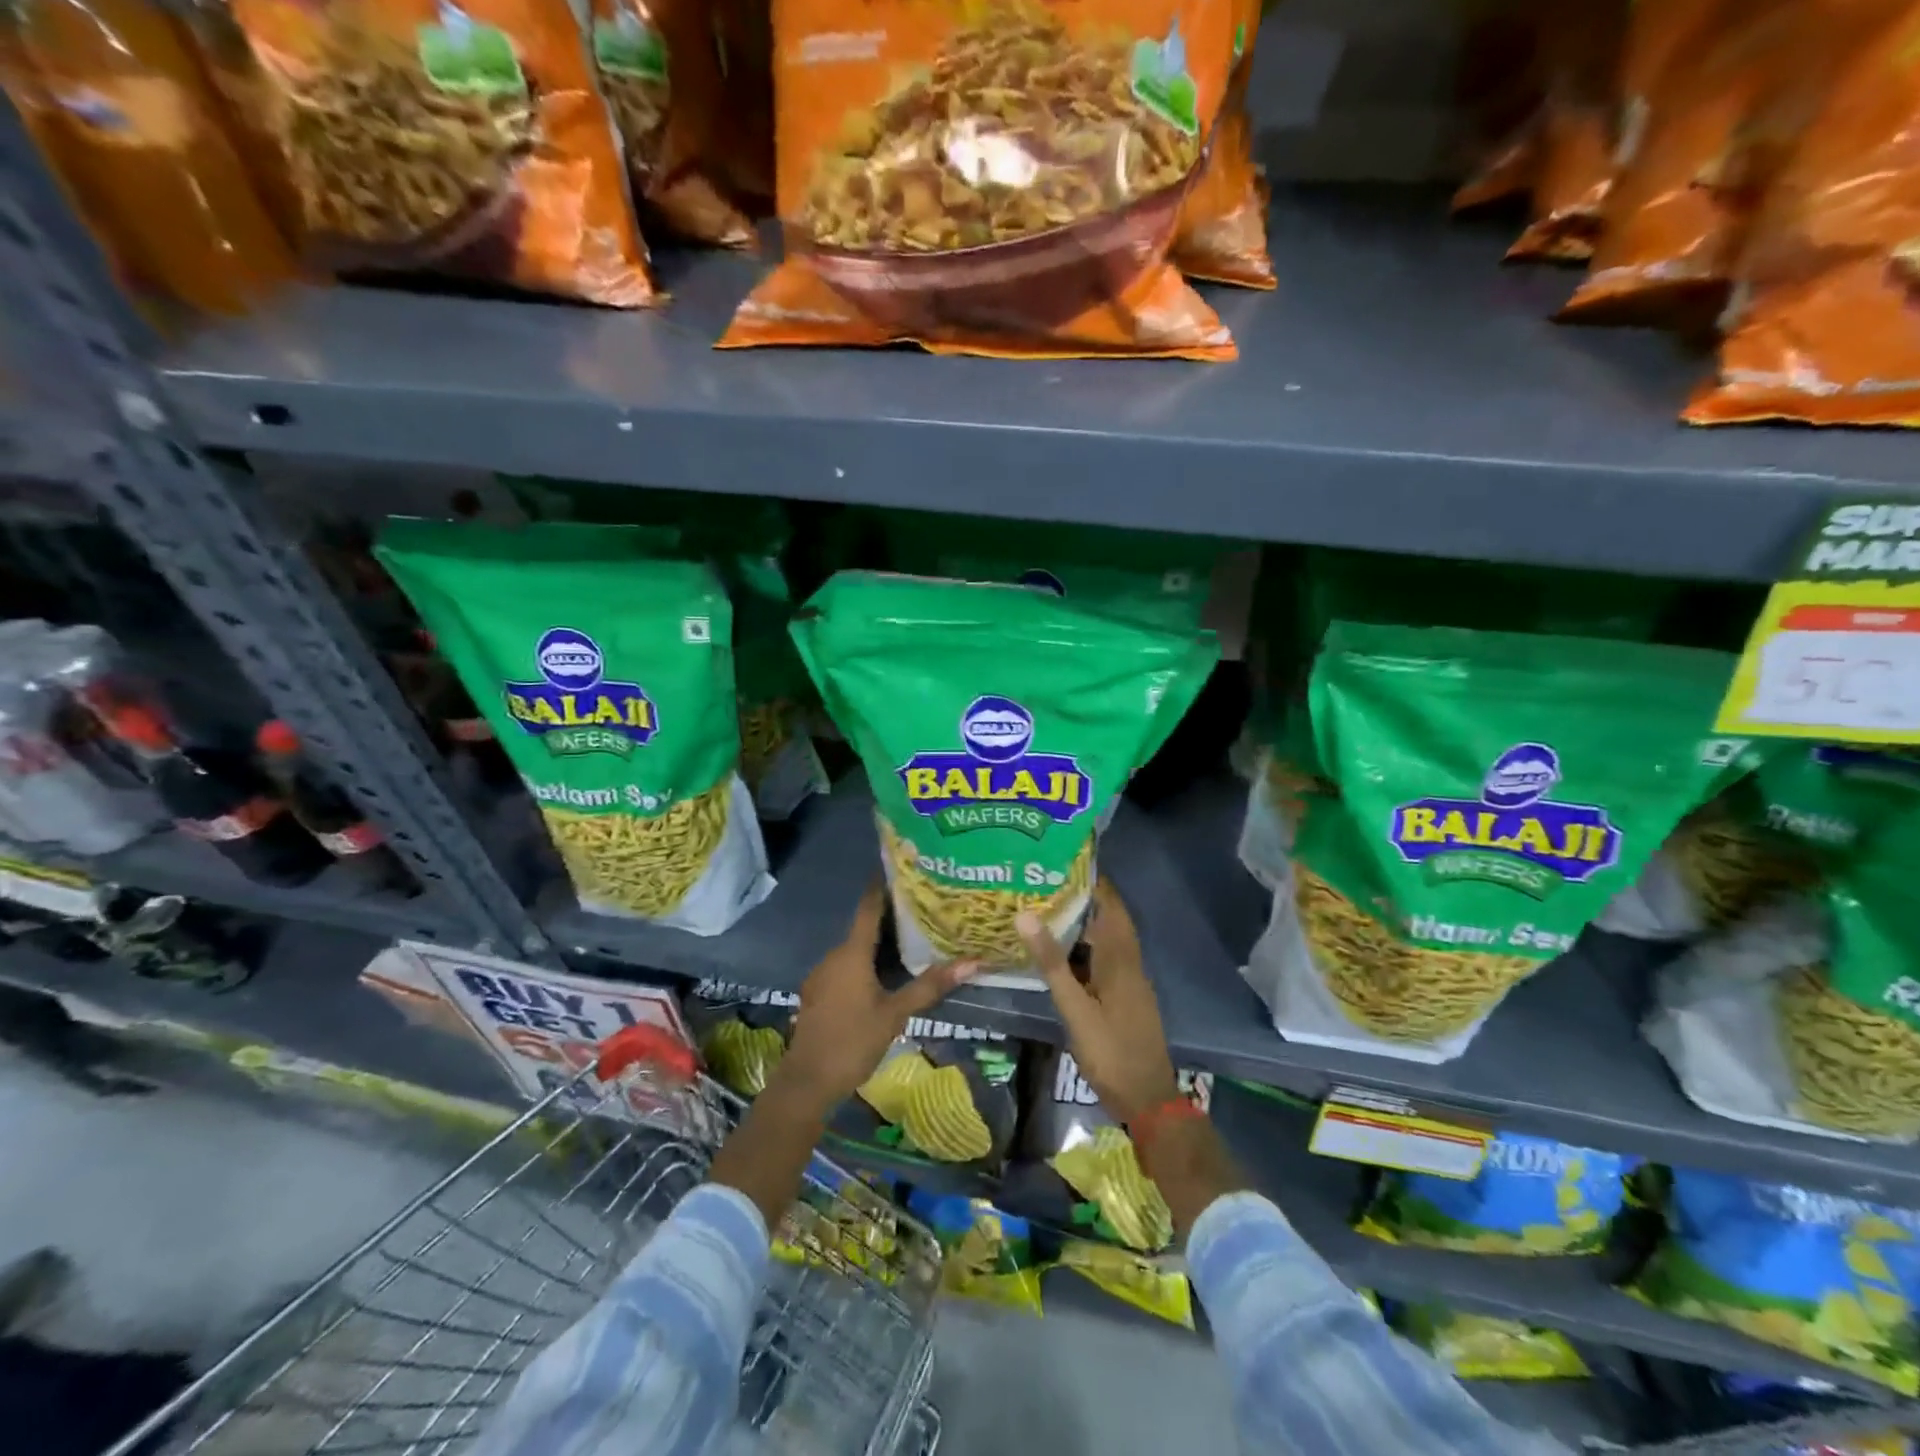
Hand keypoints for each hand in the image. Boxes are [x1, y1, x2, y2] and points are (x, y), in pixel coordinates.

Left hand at [781, 884, 978, 1106]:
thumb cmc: (853, 1041)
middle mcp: (833, 956)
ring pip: (853, 950)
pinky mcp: (817, 994)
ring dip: (876, 944)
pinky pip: (844, 968)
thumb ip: (930, 986)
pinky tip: (882, 975)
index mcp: (851, 953)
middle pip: (862, 928)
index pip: (868, 907)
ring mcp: (821, 976)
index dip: (882, 886)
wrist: (807, 1082)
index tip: (899, 868)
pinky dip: (863, 964)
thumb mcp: (896, 1014)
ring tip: (908, 940)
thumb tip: (972, 962)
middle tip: (920, 909)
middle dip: (888, 918)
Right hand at [1018, 879, 1179, 1124]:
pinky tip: (1064, 952)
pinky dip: (1088, 947)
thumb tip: (1026, 915)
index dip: (1093, 881)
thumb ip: (1052, 964)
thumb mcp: (1075, 1009)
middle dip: (1085, 898)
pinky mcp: (1126, 997)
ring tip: (1049, 908)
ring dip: (1086, 922)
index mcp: (1120, 959)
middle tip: (1048, 883)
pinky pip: (1107, 958)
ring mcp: (1131, 981)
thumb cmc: (1111, 1052)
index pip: (1110, 905)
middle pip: (1111, 919)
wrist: (1148, 1100)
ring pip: (1109, 940)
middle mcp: (1130, 963)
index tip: (1063, 862)